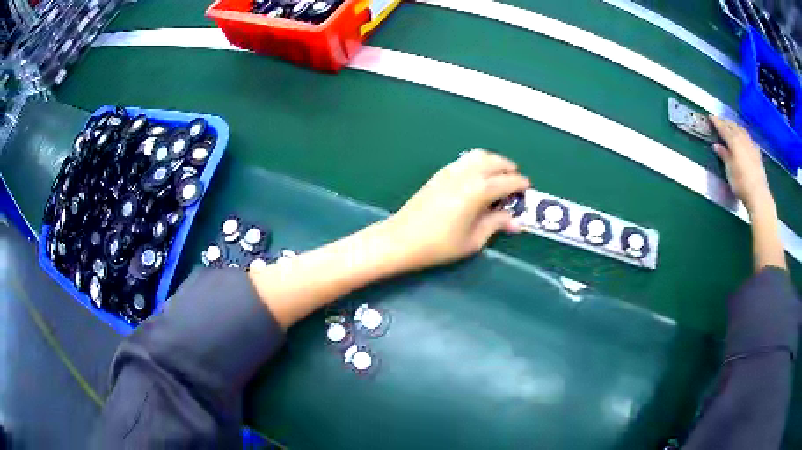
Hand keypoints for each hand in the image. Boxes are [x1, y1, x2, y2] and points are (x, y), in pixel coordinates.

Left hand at [382, 149, 529, 270]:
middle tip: (516, 180)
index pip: (506, 181)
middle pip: (493, 161)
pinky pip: (464, 160)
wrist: (402, 239)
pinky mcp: (439, 174)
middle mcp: (466, 174)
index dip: (520, 184)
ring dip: (493, 161)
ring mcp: (450, 171)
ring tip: (499, 175)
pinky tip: (478, 176)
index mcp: (478, 190)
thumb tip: (516, 221)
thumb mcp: (473, 240)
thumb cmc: (440, 245)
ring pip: (478, 155)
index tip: (528, 188)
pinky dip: (477, 162)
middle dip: (508, 168)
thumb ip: (496, 225)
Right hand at [709, 115, 772, 209]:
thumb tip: (717, 146)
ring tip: (731, 126)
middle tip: (720, 120)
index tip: (710, 116)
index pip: (723, 128)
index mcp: (734, 141)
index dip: (717, 122)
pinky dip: (744, 135)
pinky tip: (744, 138)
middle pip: (733, 126)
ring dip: (735, 126)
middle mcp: (743, 139)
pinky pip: (749, 138)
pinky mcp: (757, 153)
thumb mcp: (730, 170)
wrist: (758, 195)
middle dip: (726, 122)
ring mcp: (751, 145)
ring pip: (742, 130)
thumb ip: (724, 155)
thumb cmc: (741, 184)